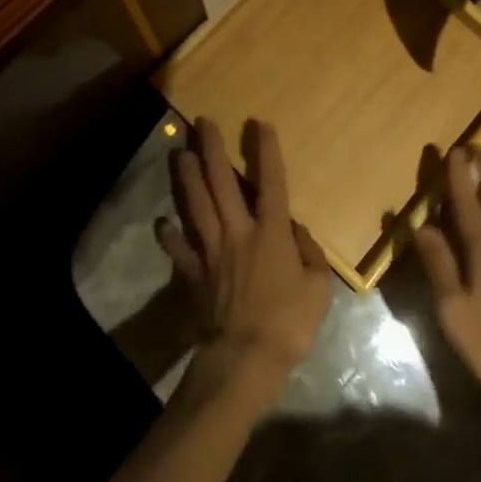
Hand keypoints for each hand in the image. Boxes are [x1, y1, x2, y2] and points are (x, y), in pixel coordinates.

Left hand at [156, 119, 332, 401]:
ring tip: (179, 153)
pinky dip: (169, 236)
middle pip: (221, 183)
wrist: (245, 359)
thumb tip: (298, 232)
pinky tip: (162, 222)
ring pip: (196, 205)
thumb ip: (310, 255)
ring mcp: (211, 251)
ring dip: (187, 177)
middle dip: (212, 149)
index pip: (271, 183)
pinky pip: (178, 249)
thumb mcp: (318, 289)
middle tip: (202, 122)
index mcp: (270, 233)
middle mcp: (237, 232)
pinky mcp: (193, 273)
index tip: (259, 124)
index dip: (266, 151)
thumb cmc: (288, 323)